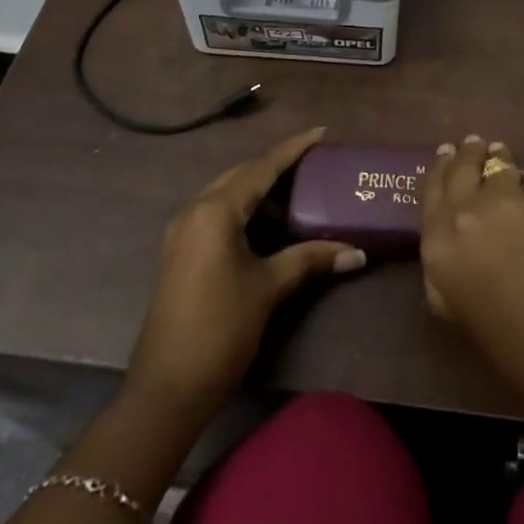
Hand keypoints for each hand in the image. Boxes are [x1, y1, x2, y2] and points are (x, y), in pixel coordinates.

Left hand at [127, 127, 365, 424]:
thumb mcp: (269, 288)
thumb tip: (357, 253)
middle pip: (242, 175)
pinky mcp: (179, 252)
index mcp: (216, 210)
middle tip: (313, 164)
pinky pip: (216, 213)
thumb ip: (310, 259)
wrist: (166, 391)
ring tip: (296, 194)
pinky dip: (243, 210)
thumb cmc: (220, 330)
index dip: (294, 149)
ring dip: (258, 190)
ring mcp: (182, 231)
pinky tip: (266, 225)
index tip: (321, 132)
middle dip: (276, 167)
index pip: (262, 167)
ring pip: (227, 193)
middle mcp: (195, 210)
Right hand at [419, 135, 523, 420]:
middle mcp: (469, 214)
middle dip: (468, 153)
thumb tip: (448, 244)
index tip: (446, 153)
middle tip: (473, 144)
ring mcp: (512, 201)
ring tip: (503, 155)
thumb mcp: (460, 314)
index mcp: (440, 247)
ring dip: (500, 159)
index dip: (439, 169)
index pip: (432, 191)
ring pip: (501, 165)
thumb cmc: (518, 351)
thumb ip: (444, 271)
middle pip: (463, 168)